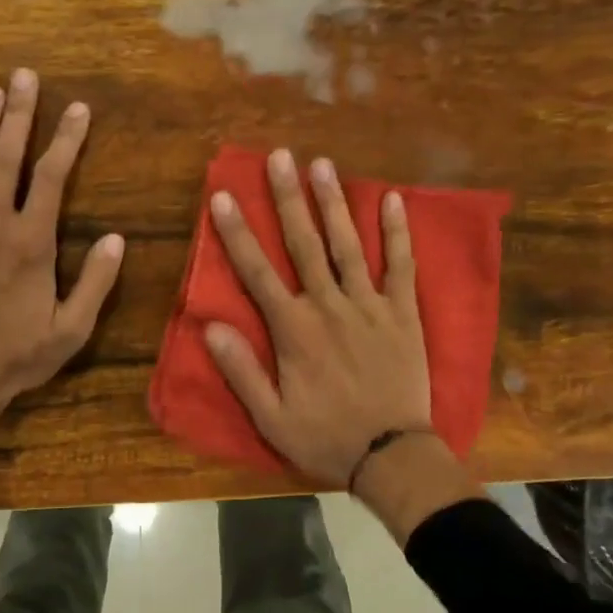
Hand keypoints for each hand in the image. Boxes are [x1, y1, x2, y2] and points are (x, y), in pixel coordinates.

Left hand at [0, 68, 124, 445]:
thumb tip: (117, 238)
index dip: (66, 139)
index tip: (78, 108)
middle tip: (24, 76)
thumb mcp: (71, 330)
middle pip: (6, 157)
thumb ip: (95, 282)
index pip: (51, 177)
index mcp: (31, 244)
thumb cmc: (17, 357)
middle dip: (18, 114)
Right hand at [203, 148, 434, 486]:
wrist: (392, 456)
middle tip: (279, 156)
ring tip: (323, 164)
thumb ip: (241, 371)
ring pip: (349, 245)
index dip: (238, 232)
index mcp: (294, 330)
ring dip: (334, 203)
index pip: (258, 272)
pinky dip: (397, 233)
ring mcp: (370, 306)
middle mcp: (330, 306)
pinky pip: (401, 267)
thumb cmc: (325, 437)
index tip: (224, 196)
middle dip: (288, 198)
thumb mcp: (271, 416)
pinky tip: (393, 200)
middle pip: (304, 244)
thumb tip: (209, 327)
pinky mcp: (403, 313)